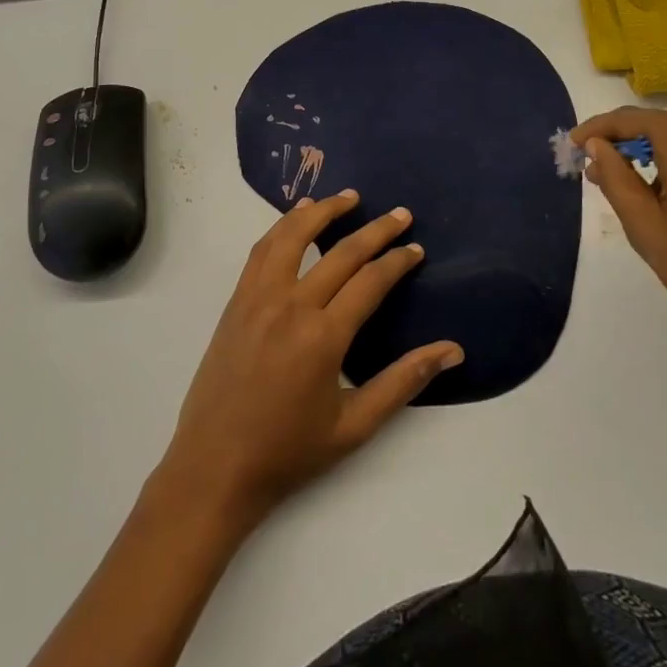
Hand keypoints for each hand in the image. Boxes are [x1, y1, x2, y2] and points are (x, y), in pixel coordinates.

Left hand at [156, 191, 463, 531]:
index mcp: (323, 336)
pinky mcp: (236, 302)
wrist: (213, 468)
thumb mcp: (355, 426)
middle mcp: (291, 306)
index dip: (397, 261)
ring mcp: (258, 299)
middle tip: (400, 214)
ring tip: (347, 197)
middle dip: (375, 230)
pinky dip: (282, 227)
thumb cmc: (288, 452)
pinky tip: (296, 220)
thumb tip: (453, 351)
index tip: (416, 249)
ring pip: (292, 236)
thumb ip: (403, 382)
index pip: (370, 281)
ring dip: (322, 211)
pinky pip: (261, 251)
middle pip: (340, 252)